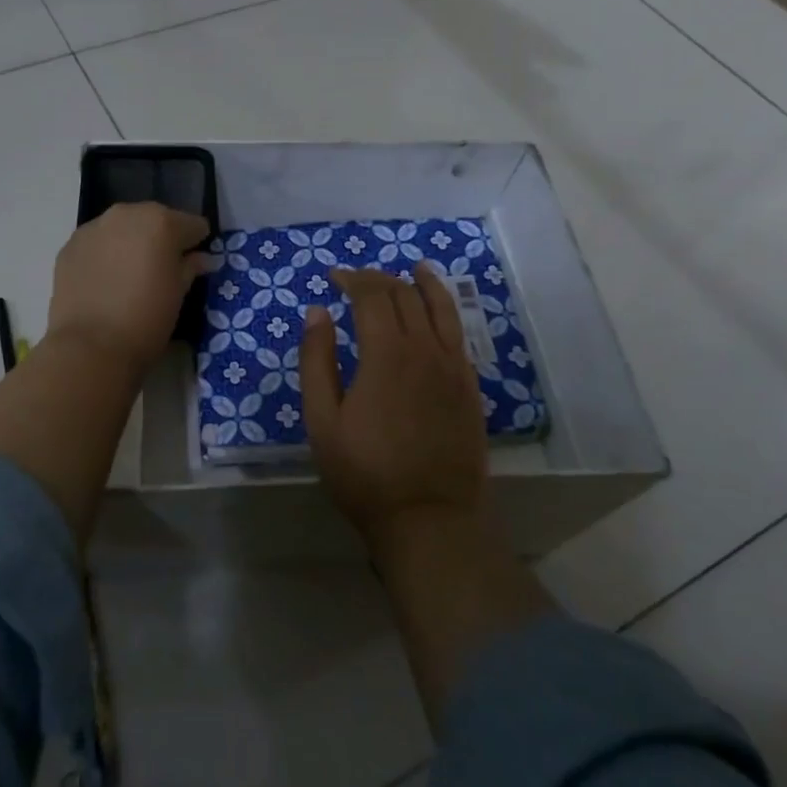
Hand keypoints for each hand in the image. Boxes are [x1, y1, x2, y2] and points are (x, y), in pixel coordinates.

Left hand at [47, 203, 210, 372]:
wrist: (90, 346)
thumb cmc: (147, 319)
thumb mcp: (178, 294)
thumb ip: (190, 267)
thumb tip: (202, 258)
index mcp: (161, 222)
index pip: (191, 224)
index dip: (196, 243)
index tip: (196, 263)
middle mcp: (126, 214)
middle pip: (154, 220)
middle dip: (161, 239)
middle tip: (162, 269)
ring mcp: (93, 228)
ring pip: (122, 228)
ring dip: (130, 244)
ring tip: (130, 275)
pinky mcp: (69, 246)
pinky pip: (96, 243)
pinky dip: (104, 255)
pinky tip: (105, 281)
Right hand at [301, 265, 489, 550]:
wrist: (430, 518)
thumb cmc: (365, 472)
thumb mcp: (322, 420)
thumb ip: (316, 361)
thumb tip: (316, 312)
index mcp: (385, 354)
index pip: (372, 296)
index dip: (352, 279)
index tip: (334, 277)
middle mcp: (424, 349)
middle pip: (405, 295)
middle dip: (379, 279)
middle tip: (358, 279)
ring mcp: (453, 367)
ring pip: (441, 307)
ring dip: (424, 283)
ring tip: (414, 268)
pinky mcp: (470, 386)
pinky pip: (460, 333)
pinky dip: (448, 310)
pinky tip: (439, 309)